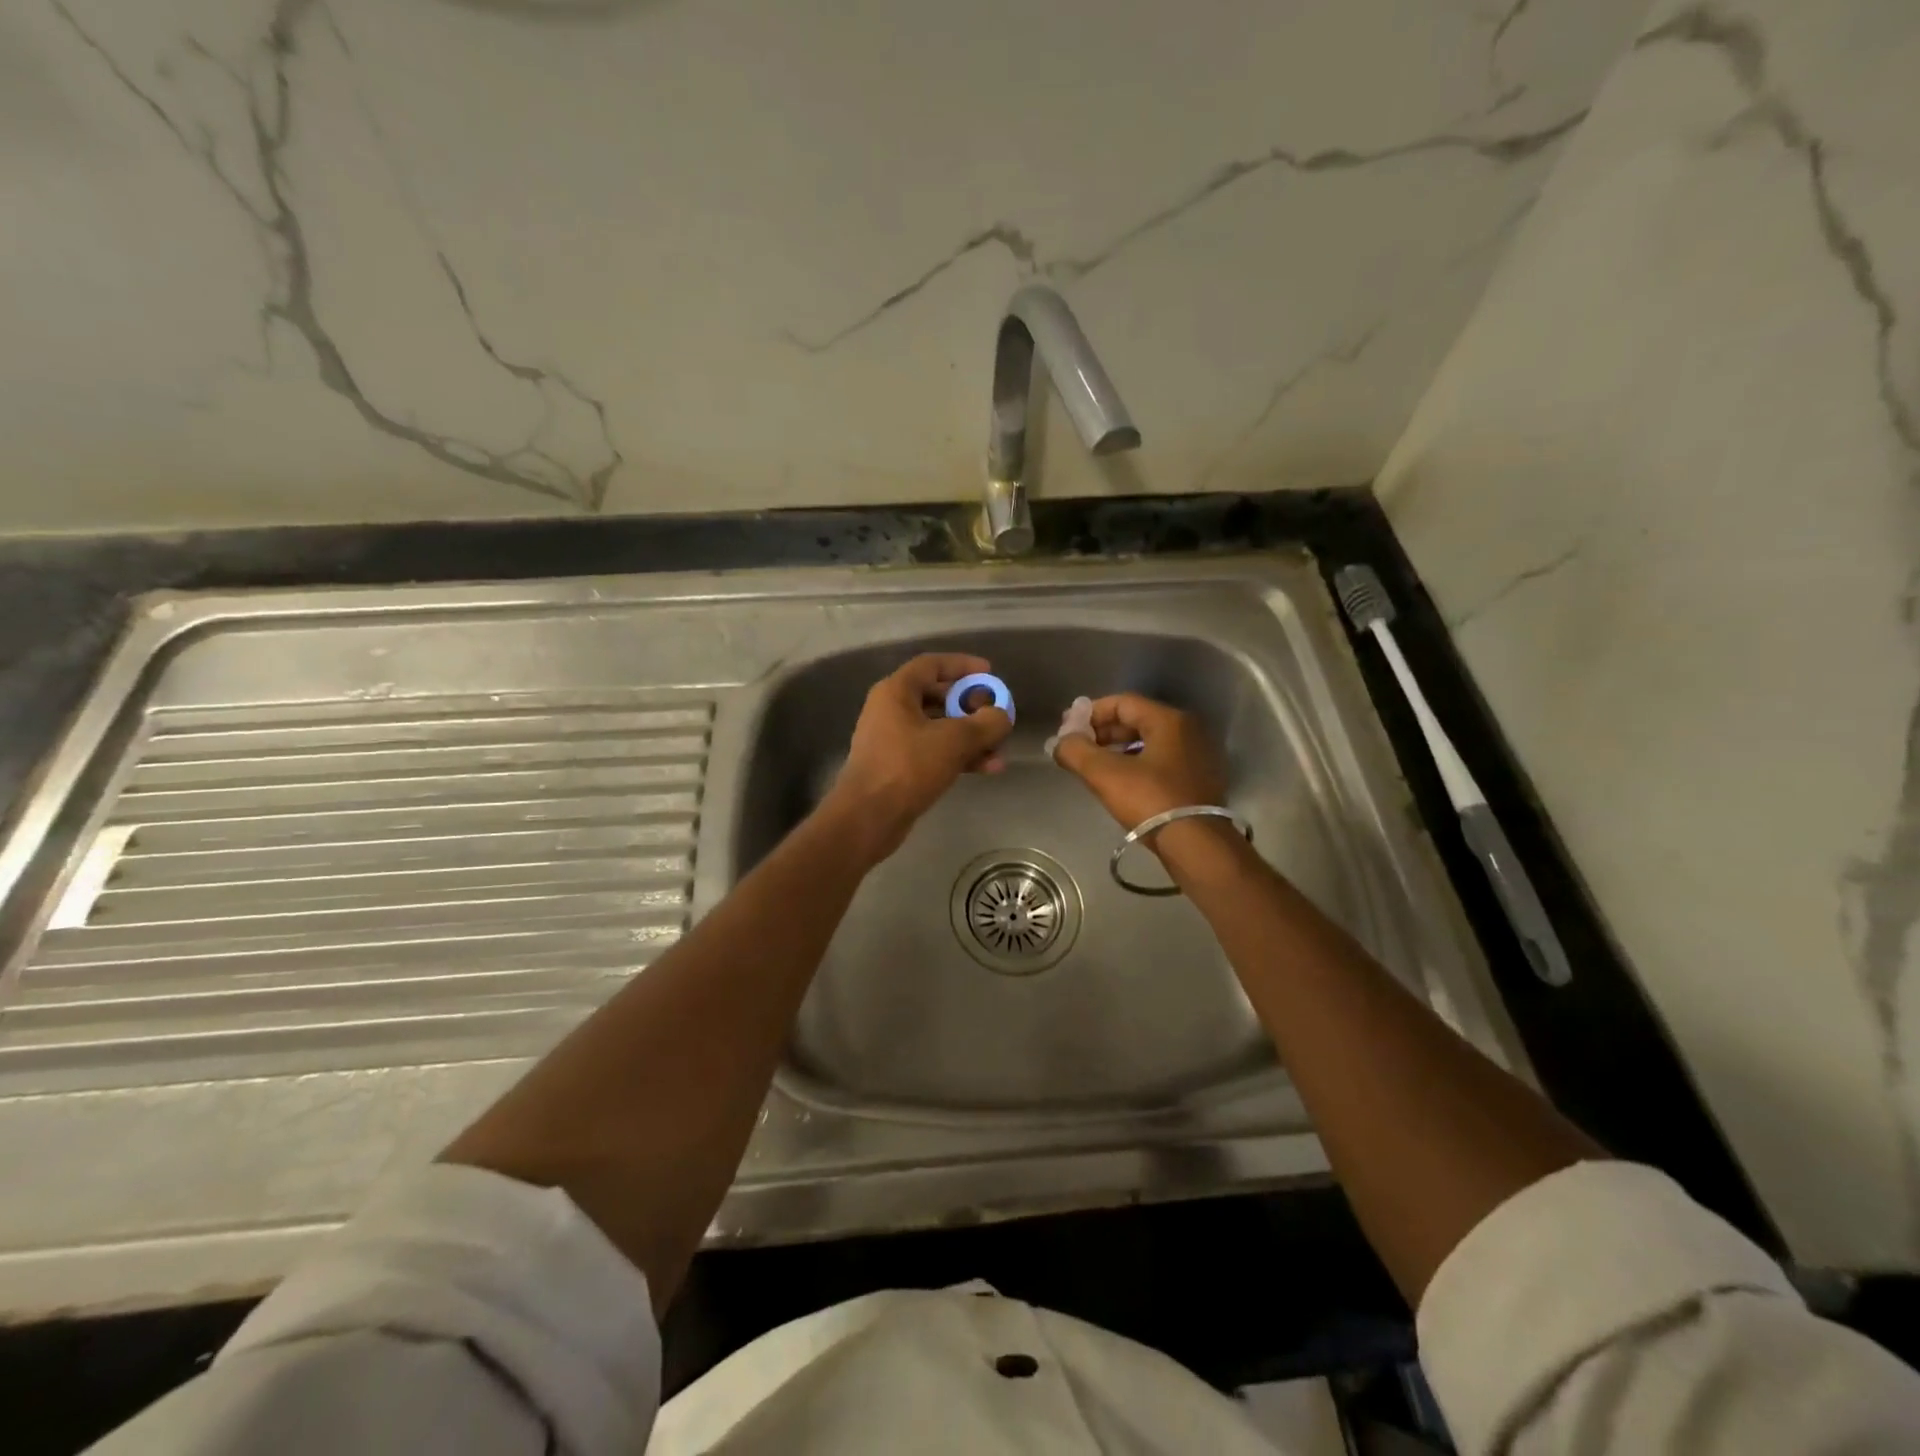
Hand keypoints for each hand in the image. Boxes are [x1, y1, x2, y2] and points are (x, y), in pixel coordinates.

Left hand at [823, 653, 1013, 860]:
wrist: (868, 817)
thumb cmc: (908, 767)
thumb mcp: (954, 740)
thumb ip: (986, 723)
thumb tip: (1001, 715)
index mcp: (896, 692)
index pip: (932, 664)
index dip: (963, 666)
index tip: (990, 674)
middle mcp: (891, 710)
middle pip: (938, 697)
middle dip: (972, 707)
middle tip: (996, 716)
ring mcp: (893, 740)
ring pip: (939, 728)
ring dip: (971, 737)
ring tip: (999, 751)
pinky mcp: (898, 767)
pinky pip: (934, 752)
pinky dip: (959, 756)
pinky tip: (987, 768)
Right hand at [1051, 694, 1226, 833]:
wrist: (1197, 845)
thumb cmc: (1151, 801)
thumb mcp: (1105, 775)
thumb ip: (1076, 752)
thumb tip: (1060, 742)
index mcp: (1169, 721)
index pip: (1122, 702)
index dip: (1091, 713)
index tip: (1068, 729)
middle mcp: (1188, 731)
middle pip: (1137, 720)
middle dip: (1103, 731)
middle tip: (1078, 747)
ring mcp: (1198, 756)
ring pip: (1149, 742)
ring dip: (1119, 749)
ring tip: (1094, 766)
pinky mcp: (1200, 780)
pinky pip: (1162, 761)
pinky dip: (1137, 763)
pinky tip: (1120, 782)